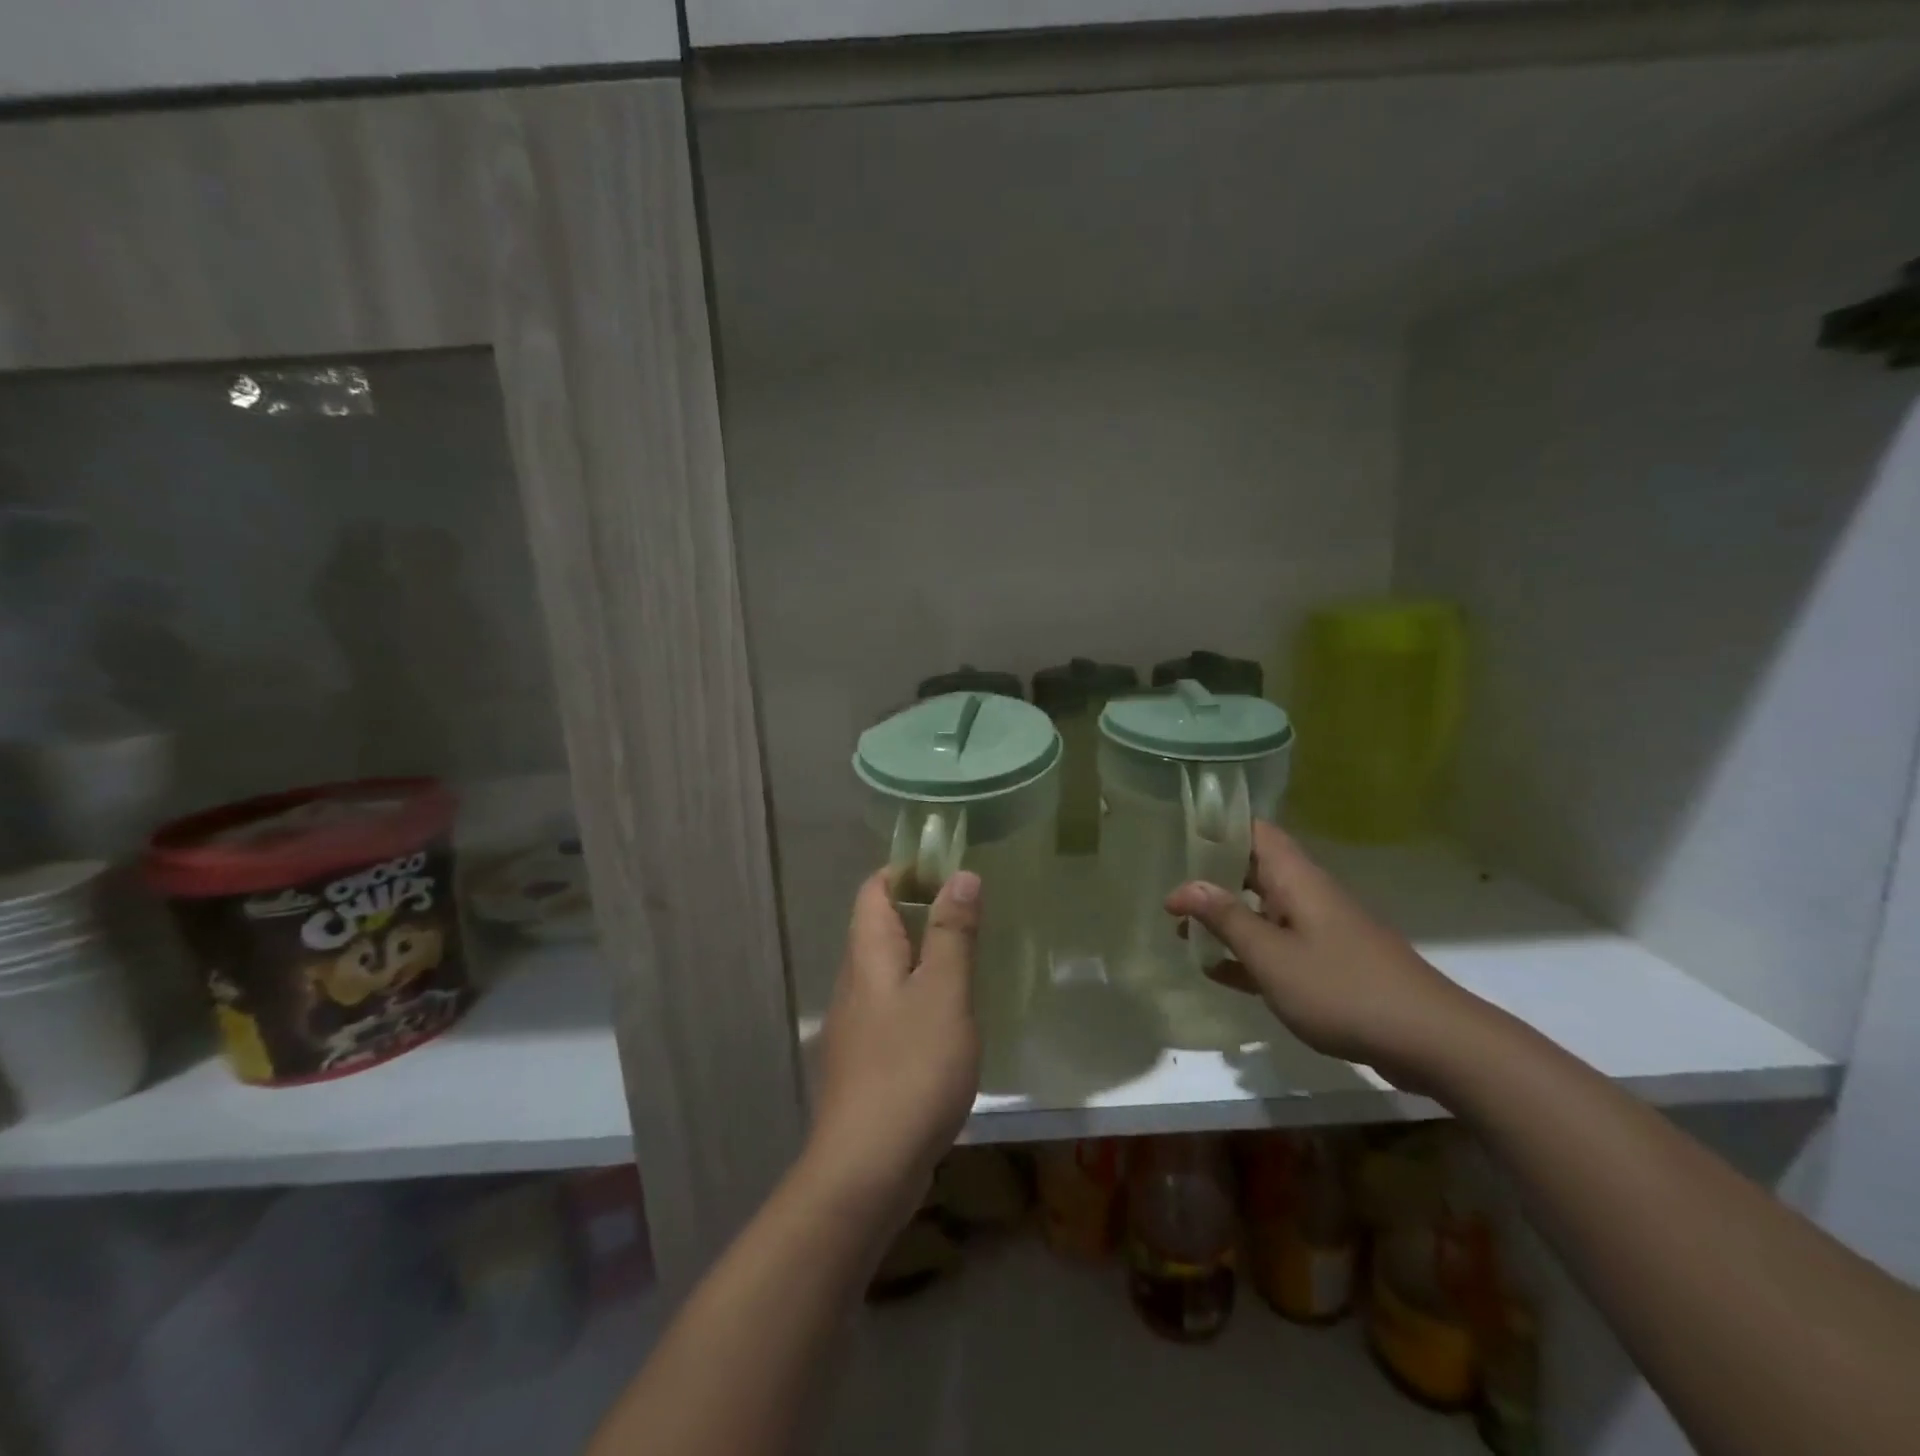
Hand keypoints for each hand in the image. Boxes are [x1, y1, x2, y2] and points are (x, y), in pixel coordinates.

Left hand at [806, 868, 982, 1220]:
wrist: (867, 1168)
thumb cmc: (911, 1068)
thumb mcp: (944, 993)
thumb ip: (953, 933)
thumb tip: (960, 874)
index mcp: (868, 955)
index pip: (874, 890)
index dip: (905, 871)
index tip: (948, 869)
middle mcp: (853, 982)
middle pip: (877, 926)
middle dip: (918, 908)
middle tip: (968, 911)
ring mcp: (856, 1024)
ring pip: (886, 968)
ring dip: (920, 952)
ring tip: (965, 958)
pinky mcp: (865, 1058)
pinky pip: (891, 1005)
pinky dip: (918, 992)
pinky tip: (947, 1017)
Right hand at [1165, 822, 1469, 1086]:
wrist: (1431, 1041)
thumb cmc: (1342, 989)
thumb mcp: (1271, 956)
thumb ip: (1226, 919)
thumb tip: (1184, 886)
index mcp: (1297, 880)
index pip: (1255, 832)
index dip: (1218, 829)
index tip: (1180, 838)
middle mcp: (1308, 896)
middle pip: (1254, 870)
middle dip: (1212, 878)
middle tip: (1172, 893)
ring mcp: (1321, 931)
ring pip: (1264, 912)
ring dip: (1226, 919)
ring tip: (1183, 934)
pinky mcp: (1330, 965)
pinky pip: (1279, 948)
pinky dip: (1249, 954)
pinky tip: (1218, 973)